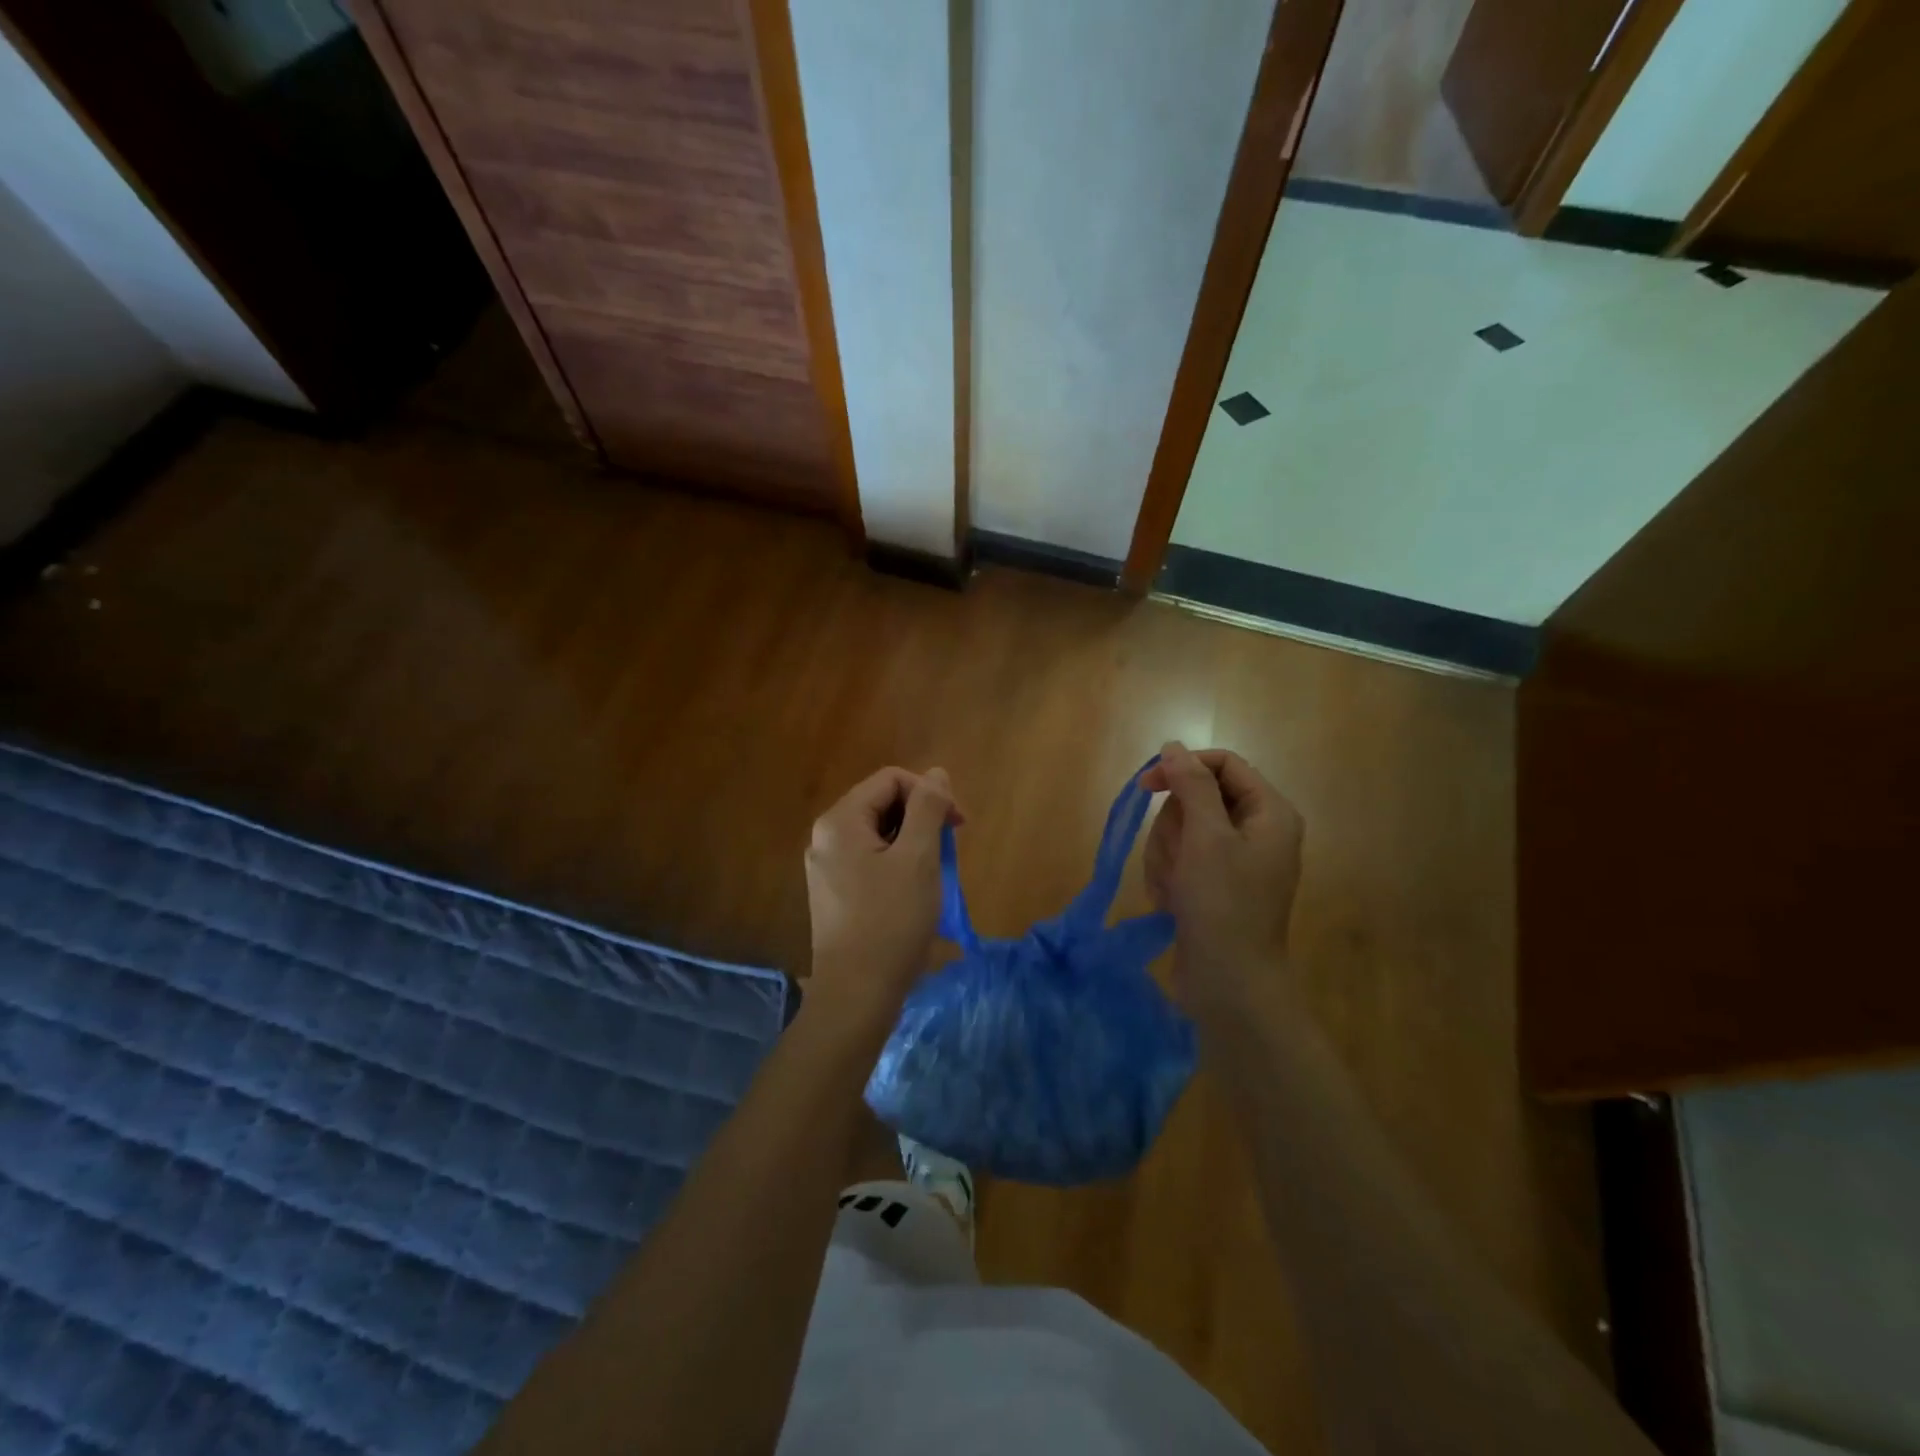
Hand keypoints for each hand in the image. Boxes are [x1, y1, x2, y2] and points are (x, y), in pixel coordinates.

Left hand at [804, 765, 961, 1026]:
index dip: (929, 793)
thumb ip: (928, 808)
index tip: (958, 825)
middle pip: (882, 804)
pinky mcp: (833, 893)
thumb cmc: (891, 922)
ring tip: (934, 874)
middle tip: (949, 850)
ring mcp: (826, 867)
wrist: (856, 995)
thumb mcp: (919, 858)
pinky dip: (897, 864)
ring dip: (913, 843)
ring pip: (878, 834)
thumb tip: (936, 774)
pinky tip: (914, 892)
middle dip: (921, 818)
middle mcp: (825, 837)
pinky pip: (870, 860)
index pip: (891, 780)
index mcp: (839, 821)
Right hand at [1141, 742, 1302, 1009]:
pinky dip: (1170, 876)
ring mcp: (1235, 860)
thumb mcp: (1206, 838)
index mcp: (1269, 812)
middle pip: (1198, 798)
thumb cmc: (1223, 906)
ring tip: (1175, 887)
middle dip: (1175, 828)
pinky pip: (1181, 860)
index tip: (1145, 785)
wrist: (1230, 984)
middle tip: (1178, 859)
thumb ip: (1191, 785)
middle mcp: (1257, 830)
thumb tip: (1174, 746)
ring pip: (1183, 830)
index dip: (1183, 767)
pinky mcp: (1215, 884)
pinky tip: (1173, 901)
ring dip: (1168, 856)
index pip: (1222, 764)